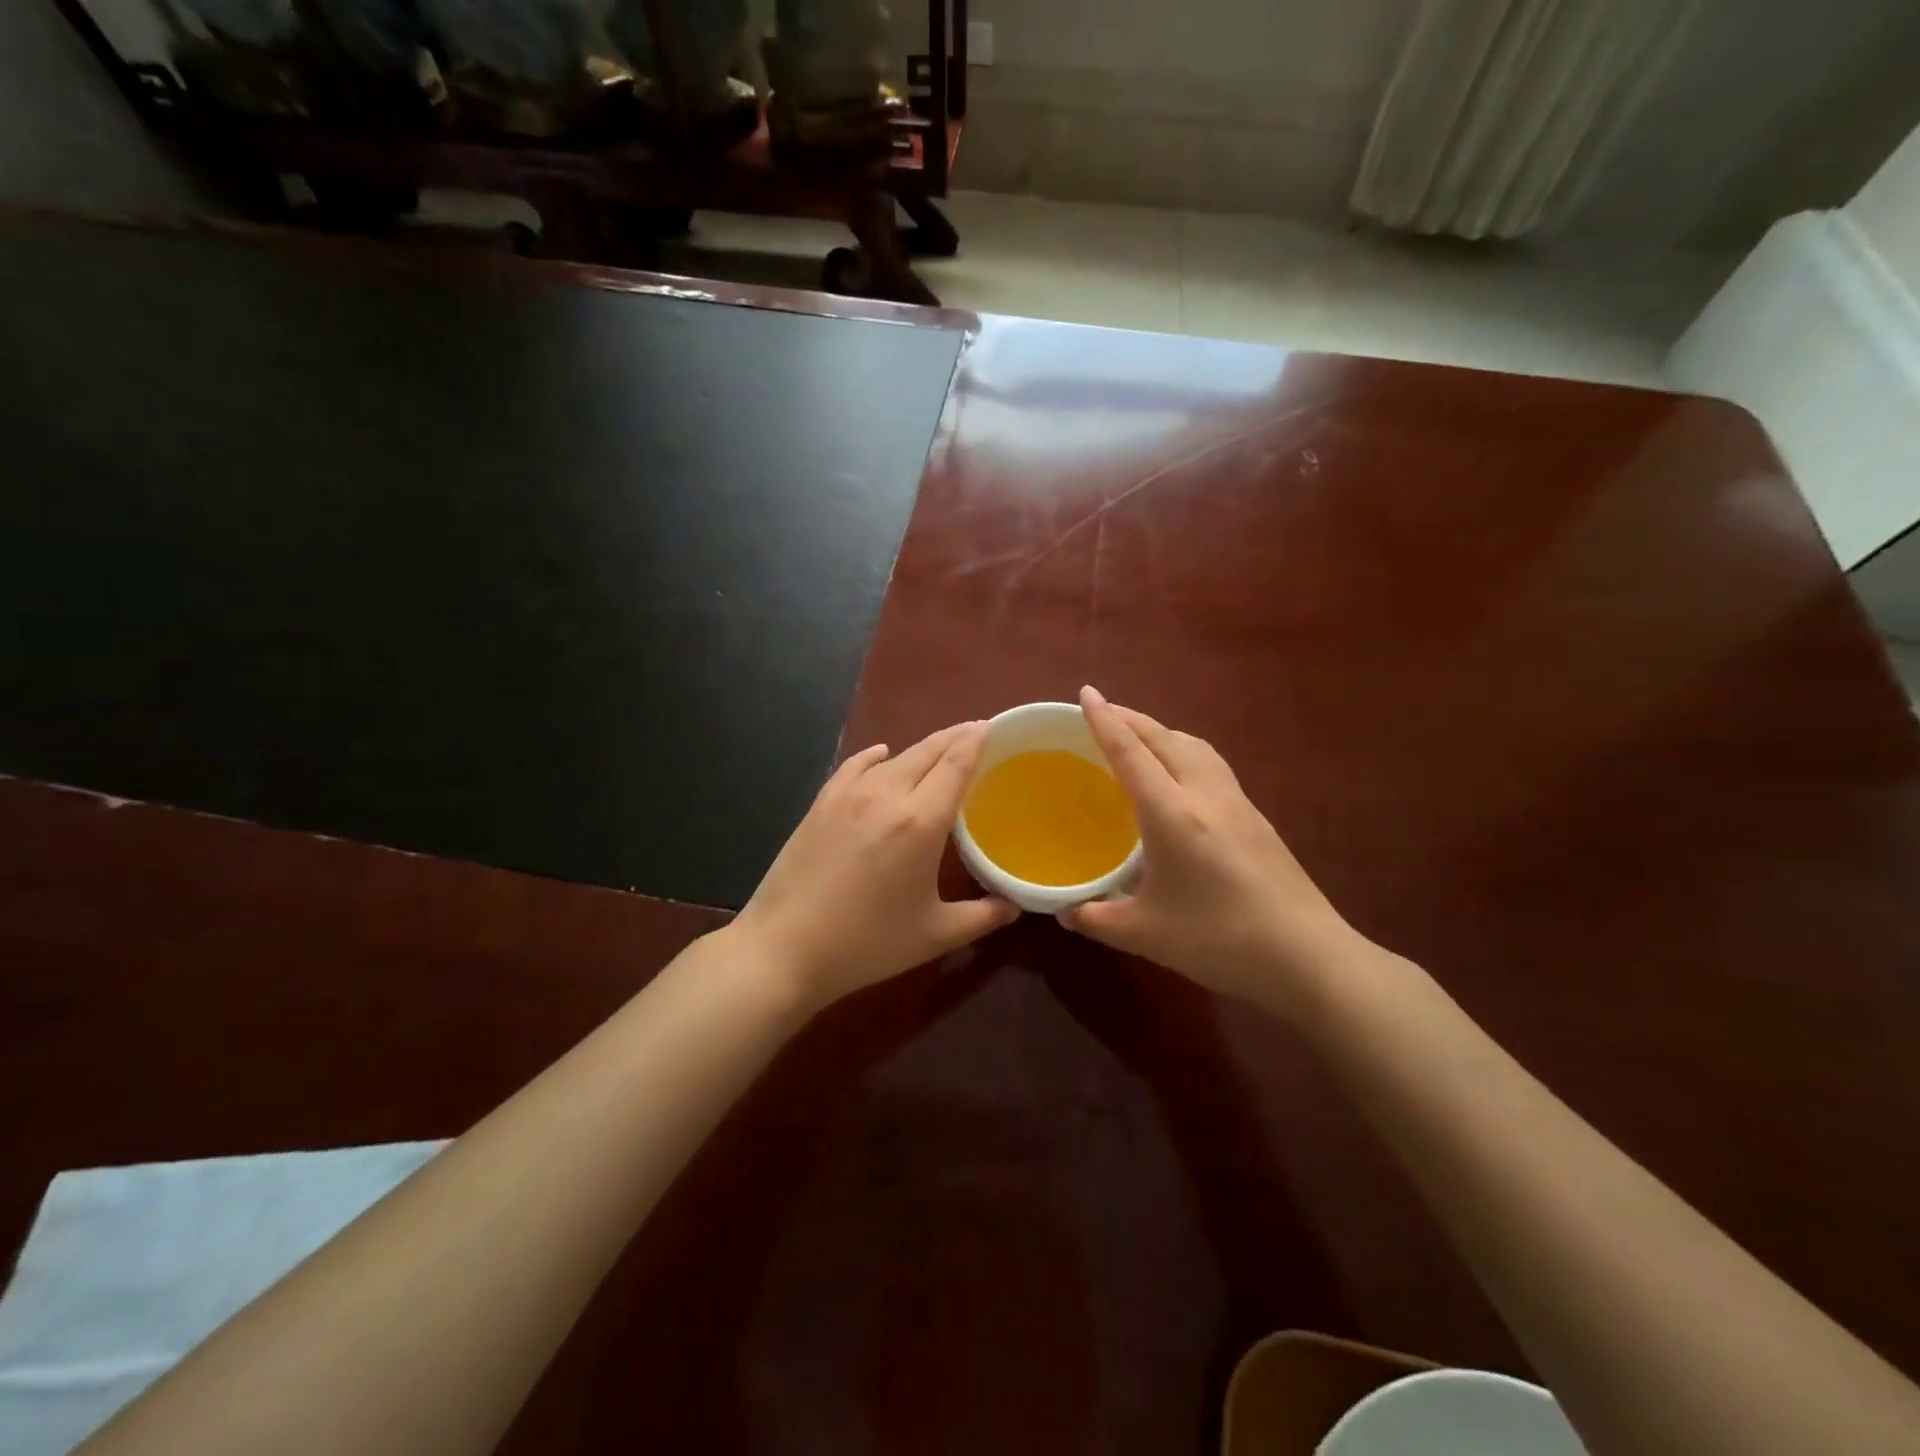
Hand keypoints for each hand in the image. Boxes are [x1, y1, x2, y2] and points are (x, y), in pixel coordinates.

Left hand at [729, 721, 1019, 1011]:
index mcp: (921, 821)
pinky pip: (855, 765)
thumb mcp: (934, 935)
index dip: (976, 740)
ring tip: (939, 749)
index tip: (993, 726)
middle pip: (928, 750)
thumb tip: (1015, 905)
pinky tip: (882, 755)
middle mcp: (887, 795)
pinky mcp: (821, 803)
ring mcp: (848, 795)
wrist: (784, 949)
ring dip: (921, 748)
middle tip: (976, 732)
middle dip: (955, 737)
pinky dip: (875, 757)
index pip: (956, 763)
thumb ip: (982, 916)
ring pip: (894, 756)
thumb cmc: (867, 944)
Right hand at [1058, 686, 1368, 1013]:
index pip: (1131, 753)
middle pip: (1165, 738)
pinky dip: (1186, 752)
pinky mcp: (1257, 818)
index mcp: (1172, 814)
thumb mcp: (1144, 934)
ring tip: (1140, 738)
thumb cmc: (1218, 941)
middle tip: (1104, 713)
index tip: (1086, 692)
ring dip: (1163, 732)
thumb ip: (1095, 919)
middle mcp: (1205, 795)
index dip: (1105, 720)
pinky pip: (1213, 765)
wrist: (1307, 958)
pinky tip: (1181, 777)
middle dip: (1132, 719)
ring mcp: (1237, 803)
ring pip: (1195, 746)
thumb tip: (1063, 911)